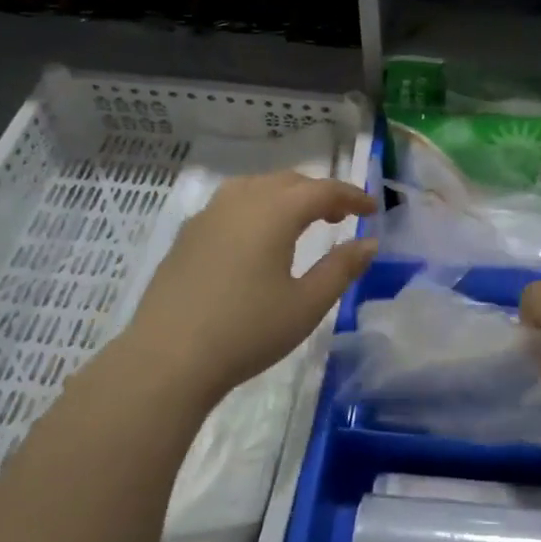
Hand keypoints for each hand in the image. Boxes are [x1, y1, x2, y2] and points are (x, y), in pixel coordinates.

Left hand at [118, 171, 375, 409]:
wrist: (167, 360)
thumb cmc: (247, 331)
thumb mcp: (307, 304)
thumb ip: (342, 268)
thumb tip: (369, 242)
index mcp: (274, 212)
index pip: (323, 190)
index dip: (352, 196)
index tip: (373, 208)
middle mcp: (240, 201)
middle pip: (289, 182)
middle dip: (320, 193)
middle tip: (342, 216)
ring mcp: (208, 216)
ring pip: (256, 187)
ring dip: (286, 196)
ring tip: (301, 222)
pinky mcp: (187, 236)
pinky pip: (231, 204)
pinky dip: (257, 207)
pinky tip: (258, 238)